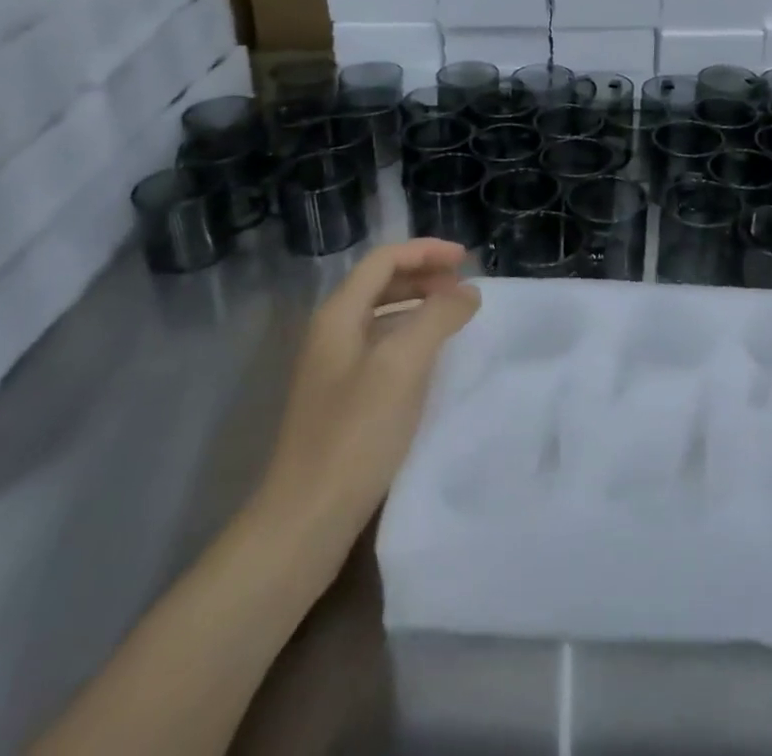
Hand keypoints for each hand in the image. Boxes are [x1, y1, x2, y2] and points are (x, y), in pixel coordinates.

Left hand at [251, 239, 479, 547]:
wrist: (304, 521)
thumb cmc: (355, 435)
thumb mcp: (403, 367)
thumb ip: (437, 318)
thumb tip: (467, 293)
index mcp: (338, 315)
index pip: (384, 259)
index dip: (426, 251)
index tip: (467, 260)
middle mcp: (331, 332)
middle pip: (381, 282)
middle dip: (424, 275)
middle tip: (464, 287)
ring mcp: (333, 367)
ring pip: (381, 315)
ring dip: (419, 305)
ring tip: (455, 316)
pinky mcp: (341, 398)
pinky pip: (381, 346)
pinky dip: (411, 336)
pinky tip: (432, 358)